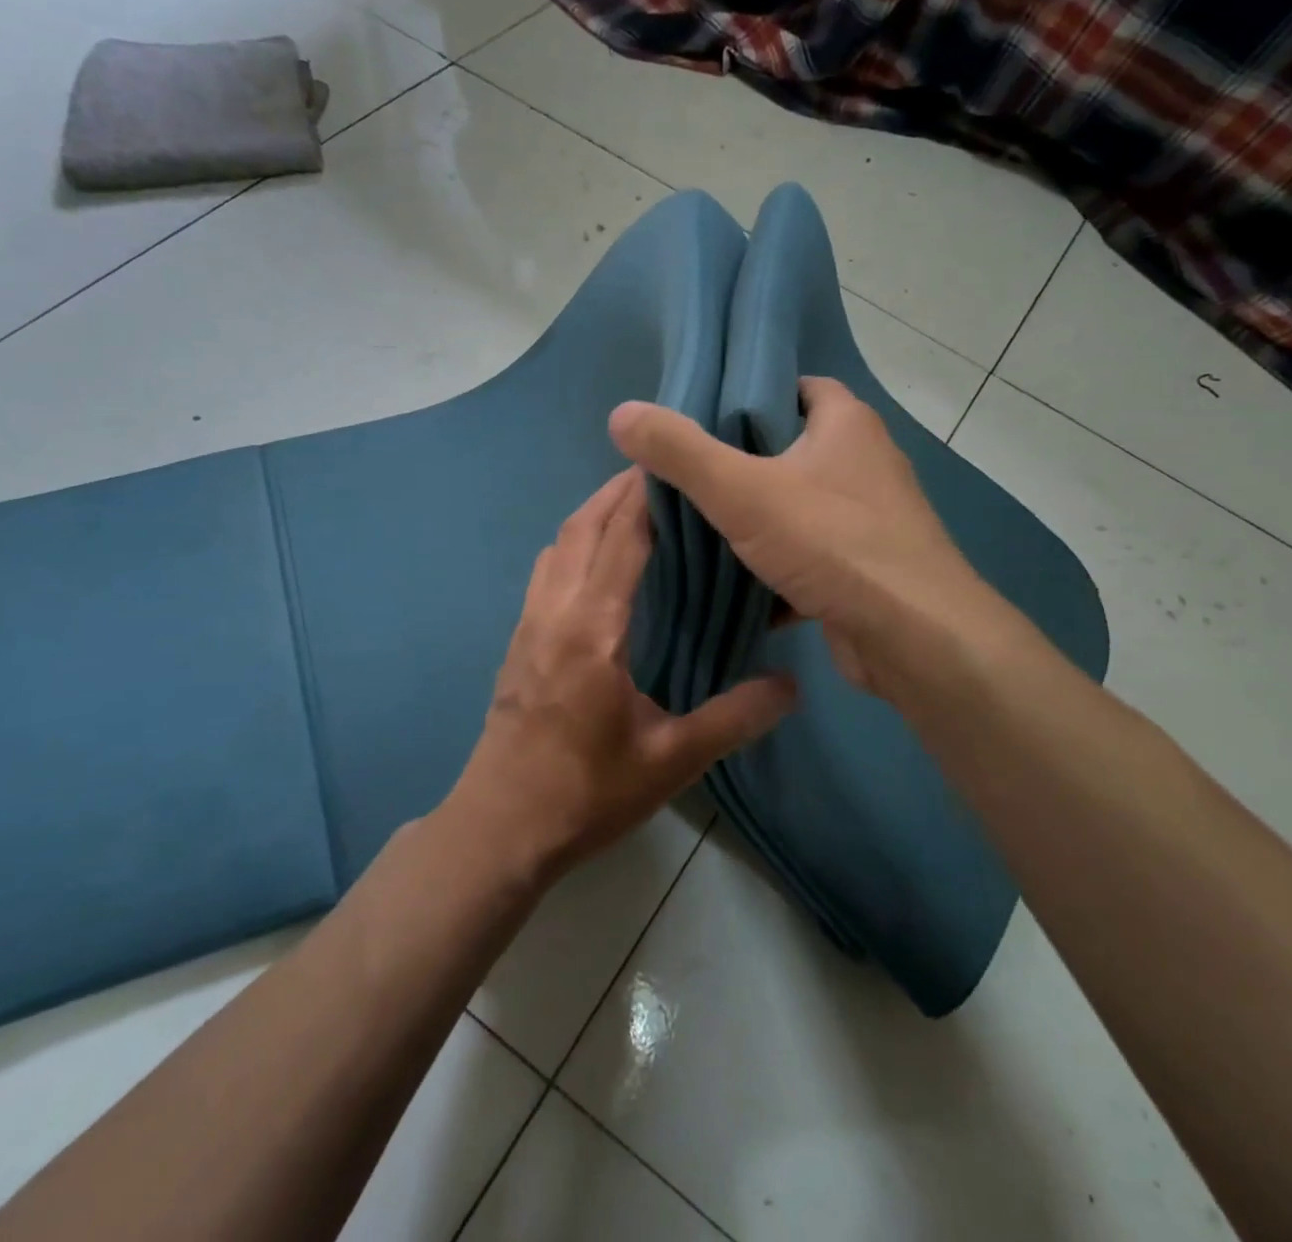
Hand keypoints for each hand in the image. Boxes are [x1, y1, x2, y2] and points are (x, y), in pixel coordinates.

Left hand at [448, 469, 795, 882]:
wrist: (500, 828)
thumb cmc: (585, 794)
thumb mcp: (670, 761)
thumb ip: (733, 719)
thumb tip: (791, 685)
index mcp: (592, 629)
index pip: (622, 540)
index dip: (648, 496)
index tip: (677, 463)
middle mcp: (555, 612)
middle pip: (581, 526)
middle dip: (617, 491)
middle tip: (661, 470)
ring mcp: (529, 625)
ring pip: (558, 545)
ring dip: (591, 515)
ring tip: (632, 506)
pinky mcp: (518, 643)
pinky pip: (546, 572)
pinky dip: (573, 545)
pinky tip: (597, 564)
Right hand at [609, 377, 998, 701]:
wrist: (913, 638)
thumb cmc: (832, 543)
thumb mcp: (742, 491)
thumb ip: (680, 452)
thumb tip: (620, 413)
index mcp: (846, 424)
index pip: (794, 388)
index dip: (748, 395)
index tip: (699, 417)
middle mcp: (863, 464)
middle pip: (789, 451)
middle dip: (738, 465)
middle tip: (682, 477)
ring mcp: (868, 520)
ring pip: (796, 509)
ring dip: (753, 523)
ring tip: (695, 529)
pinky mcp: (863, 570)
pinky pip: (807, 558)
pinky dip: (774, 570)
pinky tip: (732, 586)